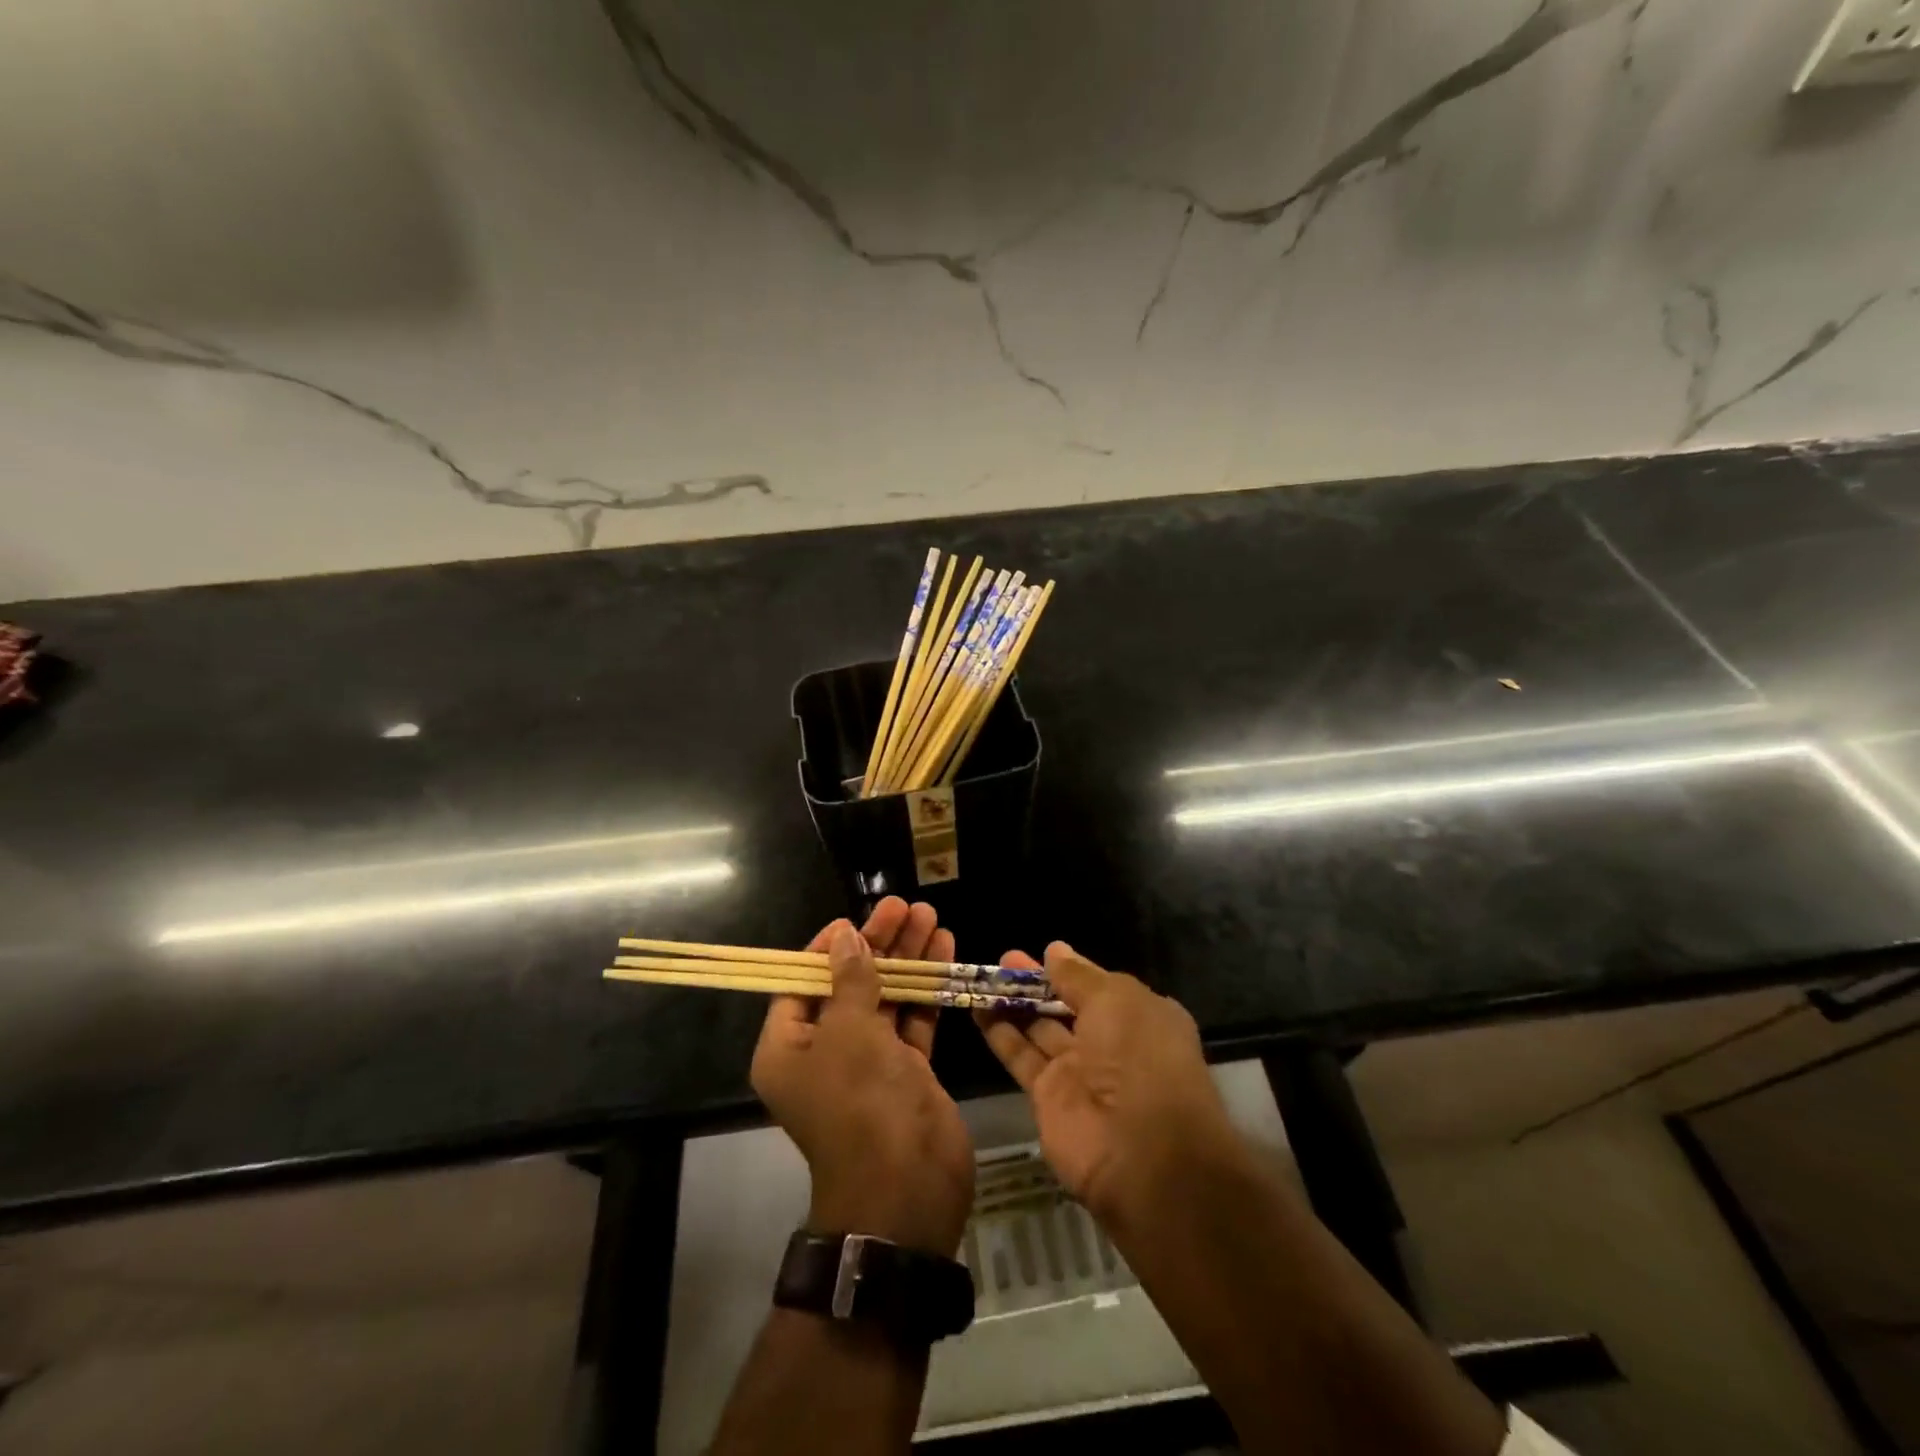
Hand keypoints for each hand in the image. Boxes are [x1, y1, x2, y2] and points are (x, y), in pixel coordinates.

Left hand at [752, 897, 974, 1257]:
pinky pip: (913, 1019)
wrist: (906, 1190)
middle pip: (850, 983)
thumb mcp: (849, 1033)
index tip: (855, 919)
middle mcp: (825, 1052)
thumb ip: (851, 980)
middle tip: (905, 906)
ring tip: (931, 916)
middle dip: (879, 944)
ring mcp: (868, 1063)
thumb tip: (846, 937)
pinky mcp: (906, 1071)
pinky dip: (928, 988)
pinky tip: (946, 951)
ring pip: (886, 997)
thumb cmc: (861, 1104)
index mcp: (789, 1047)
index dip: (827, 948)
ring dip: (908, 958)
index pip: (801, 983)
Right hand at [974, 943, 1239, 1223]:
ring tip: (981, 977)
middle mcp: (1111, 1043)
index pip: (1099, 986)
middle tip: (1002, 960)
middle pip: (1066, 1005)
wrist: (1141, 1155)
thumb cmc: (1139, 1059)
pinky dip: (999, 1032)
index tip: (1041, 952)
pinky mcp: (1047, 1097)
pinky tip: (975, 1007)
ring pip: (1039, 1028)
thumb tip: (1055, 949)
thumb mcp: (1116, 1000)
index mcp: (1140, 1017)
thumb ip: (1079, 976)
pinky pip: (1020, 1055)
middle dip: (1036, 982)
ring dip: (1013, 1003)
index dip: (1070, 970)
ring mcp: (1078, 1072)